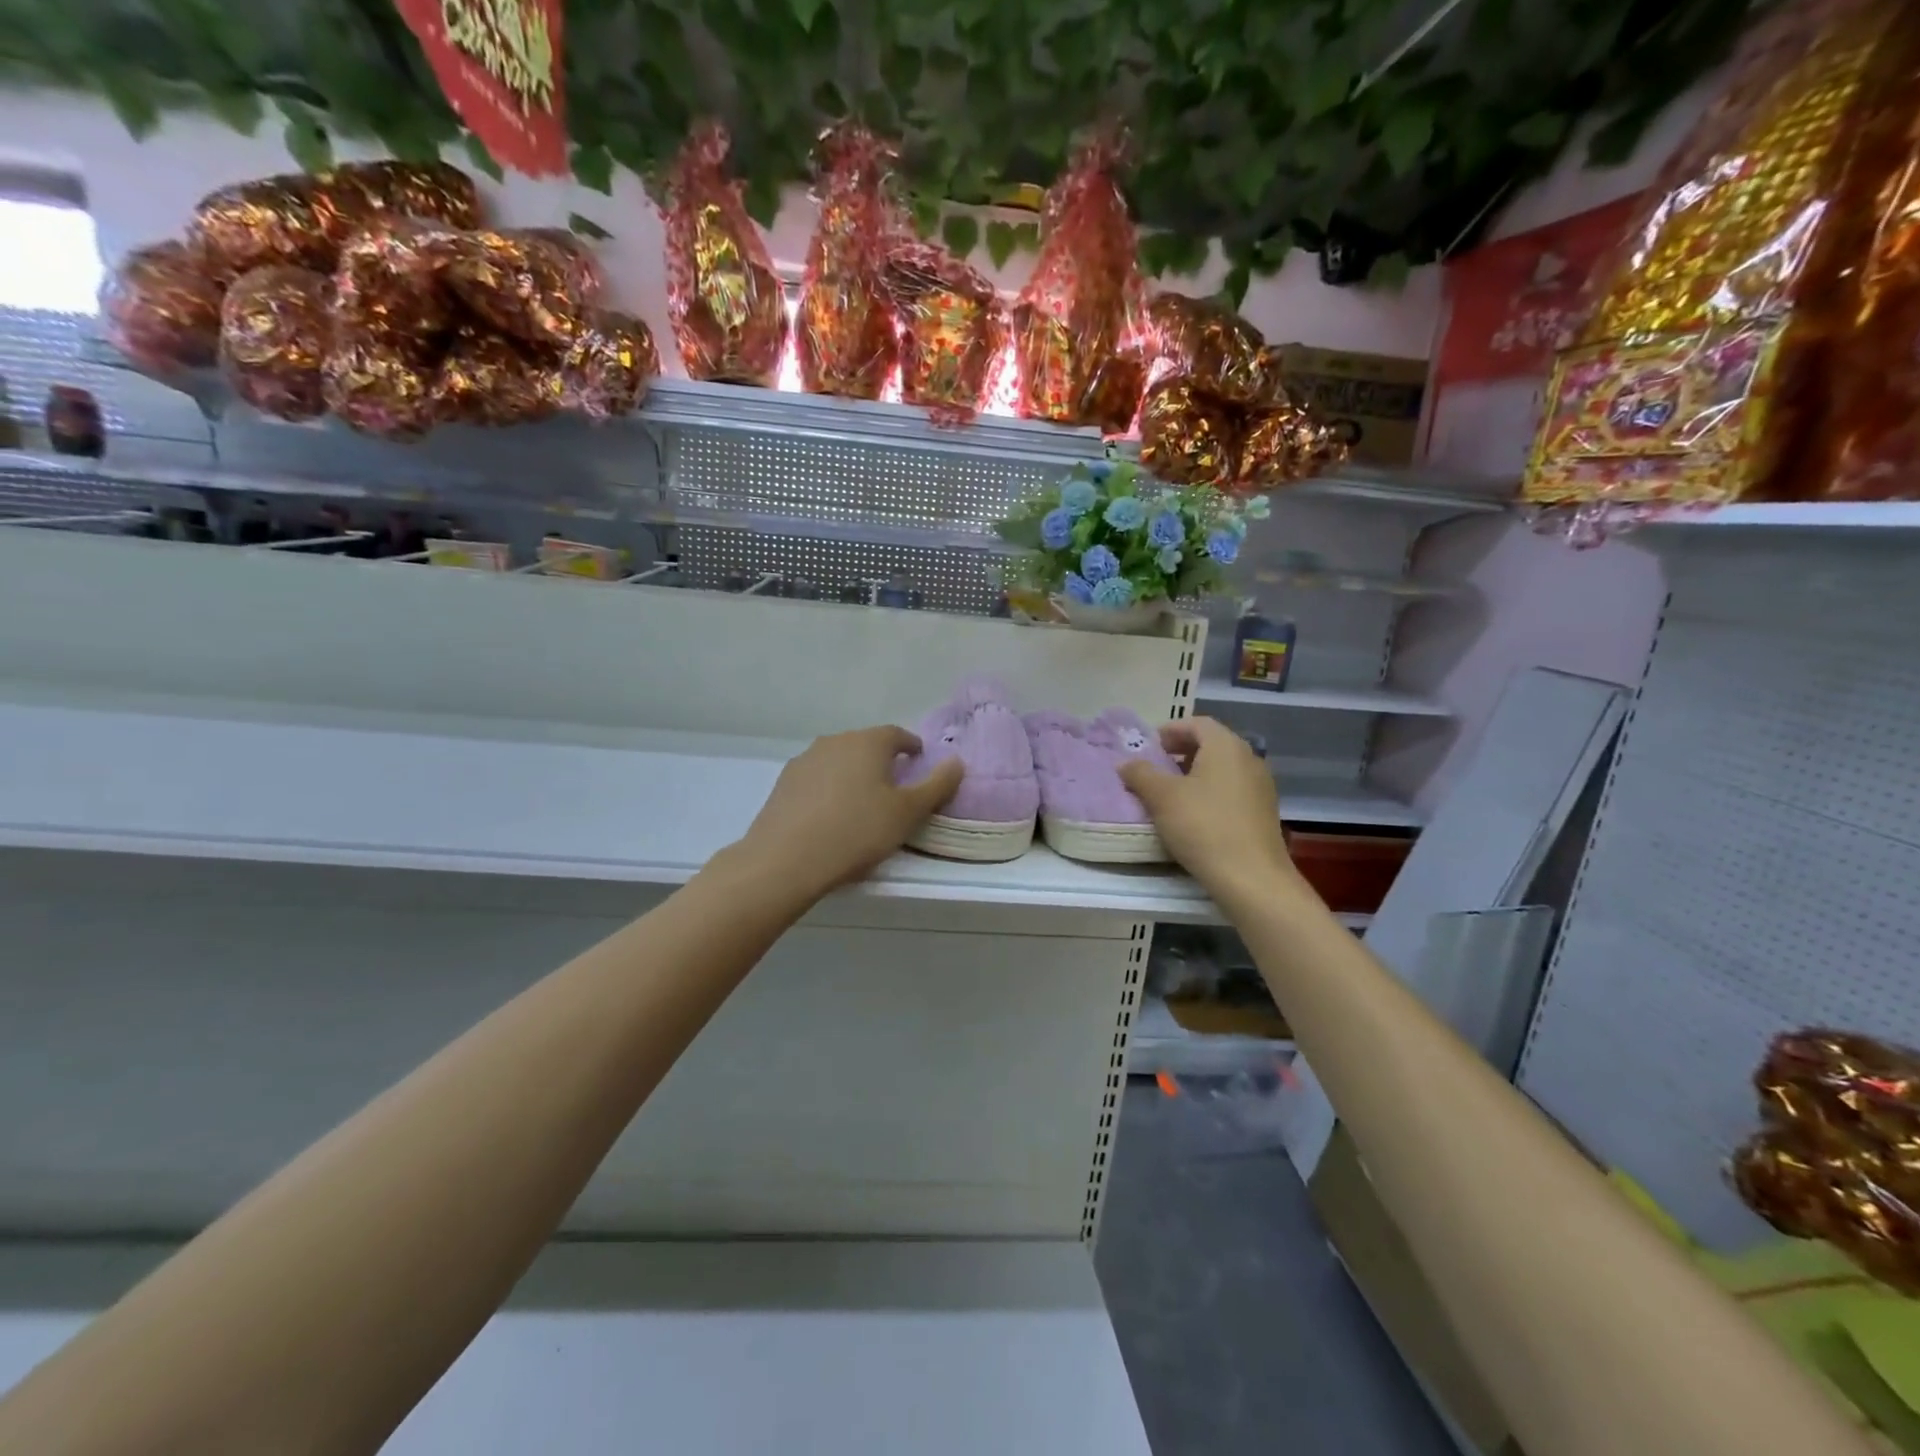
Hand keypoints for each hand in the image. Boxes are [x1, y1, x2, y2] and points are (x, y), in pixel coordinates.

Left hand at [732, 726, 963, 899]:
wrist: (786, 859)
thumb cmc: (857, 831)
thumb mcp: (908, 813)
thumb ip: (937, 785)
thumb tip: (957, 762)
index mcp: (868, 742)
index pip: (897, 734)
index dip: (911, 747)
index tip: (919, 762)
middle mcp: (835, 741)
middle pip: (865, 745)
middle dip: (882, 761)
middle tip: (894, 787)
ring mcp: (805, 760)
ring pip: (838, 761)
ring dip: (853, 775)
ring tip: (861, 804)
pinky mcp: (784, 783)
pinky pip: (817, 780)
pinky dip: (829, 790)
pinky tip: (830, 816)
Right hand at [1117, 717, 1301, 900]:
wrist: (1251, 878)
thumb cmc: (1203, 826)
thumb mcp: (1162, 797)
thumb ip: (1140, 774)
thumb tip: (1125, 763)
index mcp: (1226, 746)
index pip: (1197, 723)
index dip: (1170, 730)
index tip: (1149, 747)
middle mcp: (1249, 759)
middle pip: (1211, 744)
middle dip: (1181, 752)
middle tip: (1156, 768)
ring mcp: (1261, 786)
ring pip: (1222, 768)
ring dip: (1195, 773)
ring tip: (1170, 793)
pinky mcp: (1264, 812)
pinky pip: (1232, 790)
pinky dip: (1210, 792)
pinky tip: (1194, 815)